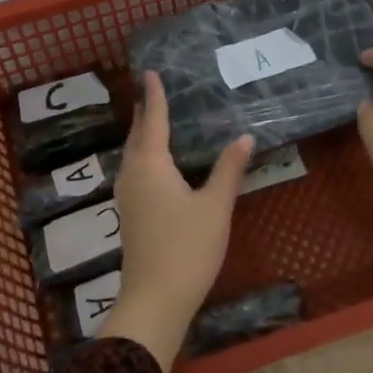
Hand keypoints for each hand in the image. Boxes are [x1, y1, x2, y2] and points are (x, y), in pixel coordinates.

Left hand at [98, 72, 254, 372]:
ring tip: (153, 120)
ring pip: (132, 155)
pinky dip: (144, 155)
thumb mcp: (215, 206)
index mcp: (150, 165)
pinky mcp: (130, 214)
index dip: (154, 96)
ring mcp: (127, 196)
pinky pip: (134, 171)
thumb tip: (245, 136)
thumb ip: (228, 169)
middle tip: (151, 91)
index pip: (152, 120)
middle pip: (136, 136)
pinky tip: (157, 163)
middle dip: (144, 113)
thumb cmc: (187, 248)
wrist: (155, 299)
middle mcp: (132, 174)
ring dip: (142, 135)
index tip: (150, 73)